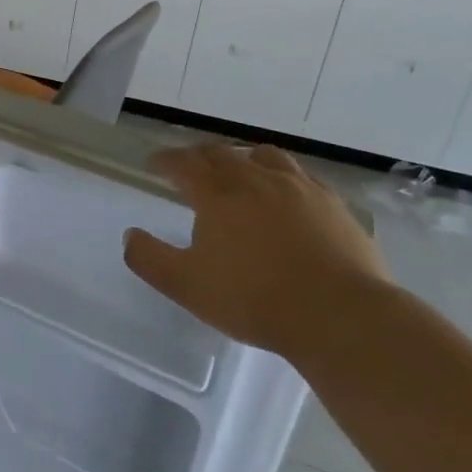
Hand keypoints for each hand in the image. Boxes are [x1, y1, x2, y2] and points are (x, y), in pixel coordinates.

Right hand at [123, 142, 391, 357]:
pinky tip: (287, 194)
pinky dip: (283, 176)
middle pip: (220, 154)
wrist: (341, 317)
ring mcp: (298, 188)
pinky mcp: (333, 205)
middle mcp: (255, 179)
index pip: (183, 163)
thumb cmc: (255, 300)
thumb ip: (150, 259)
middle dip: (199, 157)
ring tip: (239, 171)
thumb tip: (130, 235)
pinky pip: (302, 176)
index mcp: (217, 194)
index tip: (154, 164)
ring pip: (263, 156)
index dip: (165, 161)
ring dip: (242, 158)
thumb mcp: (187, 286)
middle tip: (190, 168)